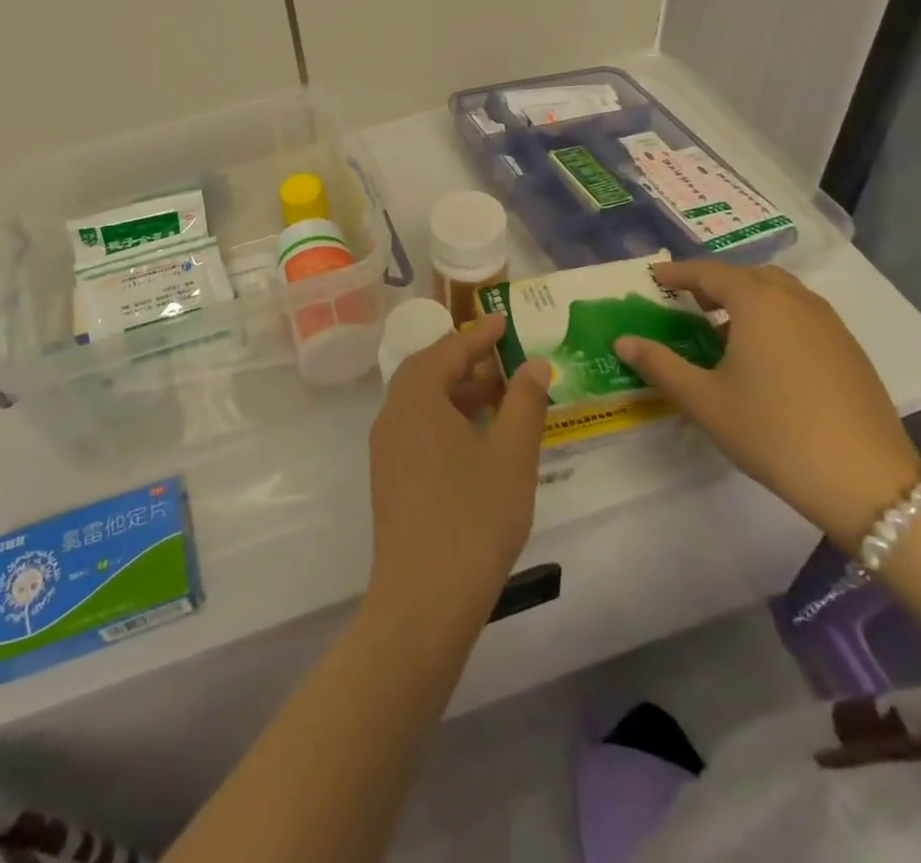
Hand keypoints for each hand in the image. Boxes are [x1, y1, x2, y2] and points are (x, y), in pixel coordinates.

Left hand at [366, 314, 549, 635]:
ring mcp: (387, 447)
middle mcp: (393, 414)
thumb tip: (534, 364)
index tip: (504, 320)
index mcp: (416, 397)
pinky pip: (418, 428)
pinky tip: (478, 439)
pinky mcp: (390, 476)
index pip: (448, 349)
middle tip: (504, 358)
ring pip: (422, 401)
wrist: (423, 599)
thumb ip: (524, 402)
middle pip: (428, 370)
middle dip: (466, 360)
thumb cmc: (474, 517)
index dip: (479, 333)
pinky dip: (447, 418)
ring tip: (500, 397)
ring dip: (458, 391)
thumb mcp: (511, 454)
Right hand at [614, 260, 920, 551]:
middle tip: (687, 301)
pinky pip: (802, 315)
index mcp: (758, 302)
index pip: (709, 272)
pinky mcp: (850, 351)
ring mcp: (830, 325)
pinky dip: (775, 318)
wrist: (867, 482)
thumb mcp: (703, 400)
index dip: (678, 273)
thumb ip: (659, 365)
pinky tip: (764, 356)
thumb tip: (622, 341)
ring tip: (722, 328)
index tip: (654, 278)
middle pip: (749, 275)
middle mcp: (796, 301)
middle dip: (715, 282)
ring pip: (780, 293)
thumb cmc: (773, 432)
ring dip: (748, 298)